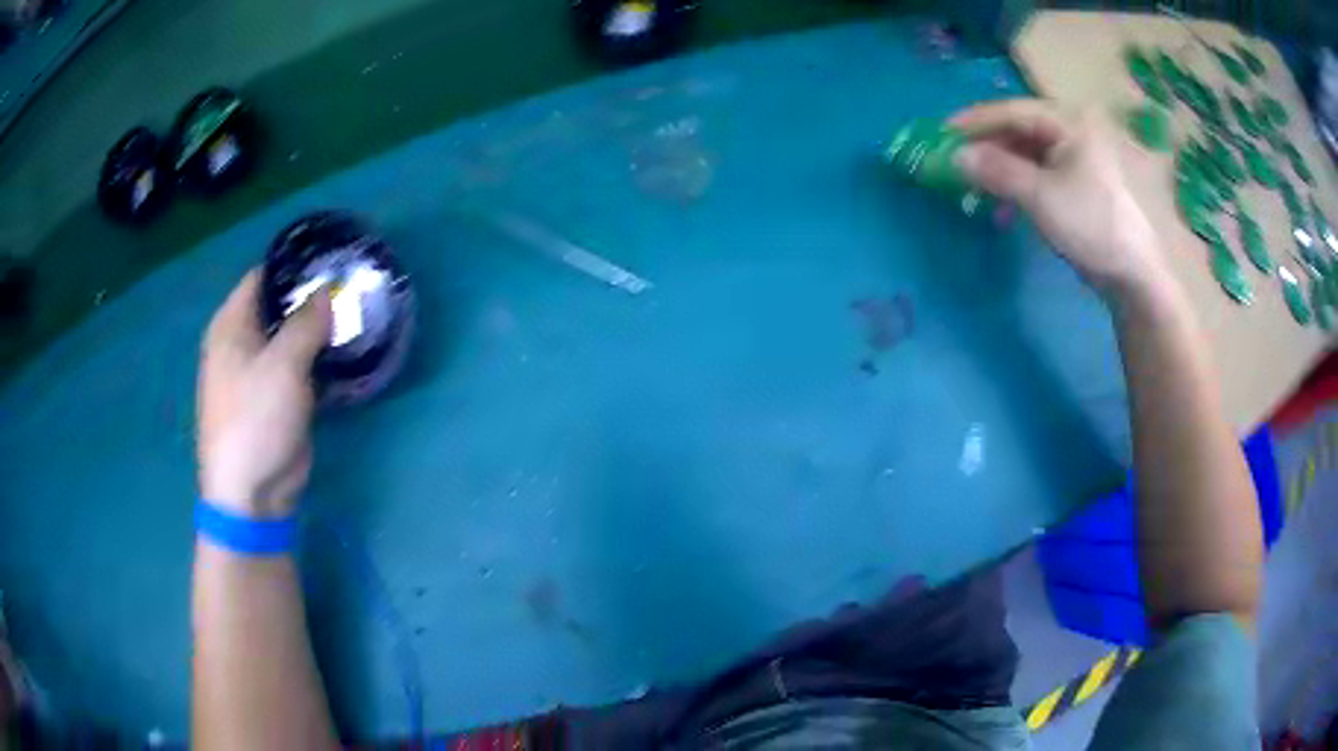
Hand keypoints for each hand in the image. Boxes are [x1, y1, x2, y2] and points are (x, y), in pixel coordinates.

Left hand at [197, 270, 330, 517]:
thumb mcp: (282, 365)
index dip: (295, 266)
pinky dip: (321, 359)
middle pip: (280, 306)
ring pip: (294, 338)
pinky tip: (348, 351)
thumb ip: (307, 322)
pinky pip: (301, 367)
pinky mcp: (279, 399)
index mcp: (231, 326)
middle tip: (354, 286)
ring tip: (358, 312)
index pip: (263, 277)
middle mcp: (243, 343)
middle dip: (313, 297)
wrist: (252, 494)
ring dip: (321, 329)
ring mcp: (261, 373)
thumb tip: (328, 292)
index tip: (332, 258)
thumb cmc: (255, 420)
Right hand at [951, 99, 1171, 301]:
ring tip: (977, 189)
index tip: (942, 133)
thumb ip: (997, 170)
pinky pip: (1042, 174)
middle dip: (988, 147)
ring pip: (1030, 154)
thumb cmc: (1092, 226)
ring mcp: (1079, 160)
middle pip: (1021, 131)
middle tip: (956, 163)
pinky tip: (1006, 207)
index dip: (975, 121)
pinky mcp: (1080, 186)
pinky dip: (1020, 186)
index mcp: (1070, 123)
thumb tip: (954, 155)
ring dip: (1002, 170)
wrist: (1135, 277)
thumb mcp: (1041, 197)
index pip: (1013, 111)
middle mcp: (1075, 133)